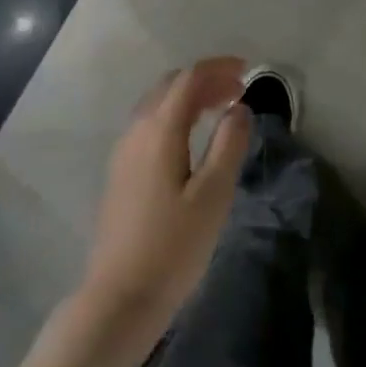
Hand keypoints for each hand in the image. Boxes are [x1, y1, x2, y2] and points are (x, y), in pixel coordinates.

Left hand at [76, 57, 251, 350]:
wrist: (119, 298)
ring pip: (157, 104)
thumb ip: (228, 144)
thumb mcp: (213, 195)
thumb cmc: (173, 247)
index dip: (218, 68)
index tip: (247, 71)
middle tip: (237, 92)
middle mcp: (137, 130)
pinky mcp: (120, 172)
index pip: (188, 79)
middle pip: (171, 86)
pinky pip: (149, 123)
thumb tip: (239, 108)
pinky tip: (191, 139)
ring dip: (189, 98)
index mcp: (159, 130)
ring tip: (220, 110)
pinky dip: (175, 115)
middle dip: (205, 80)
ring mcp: (124, 151)